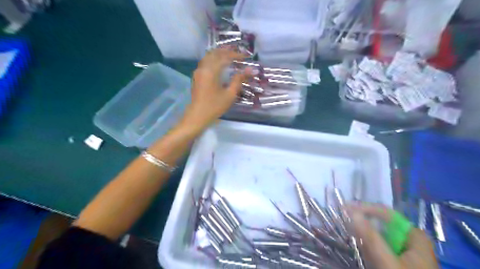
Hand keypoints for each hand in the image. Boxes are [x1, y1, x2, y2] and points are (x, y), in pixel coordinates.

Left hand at [181, 48, 251, 130]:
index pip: (225, 57)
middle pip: (215, 53)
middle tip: (238, 52)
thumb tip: (250, 69)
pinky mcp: (196, 76)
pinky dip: (213, 59)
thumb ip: (239, 80)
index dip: (236, 55)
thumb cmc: (215, 106)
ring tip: (229, 55)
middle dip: (227, 51)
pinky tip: (219, 63)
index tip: (246, 57)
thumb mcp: (230, 94)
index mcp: (211, 71)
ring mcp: (198, 71)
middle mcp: (203, 67)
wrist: (198, 115)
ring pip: (209, 56)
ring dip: (219, 53)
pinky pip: (205, 62)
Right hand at [347, 204, 439, 268]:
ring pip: (378, 234)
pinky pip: (378, 245)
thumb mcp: (388, 263)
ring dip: (363, 233)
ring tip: (350, 233)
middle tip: (344, 221)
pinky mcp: (396, 259)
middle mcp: (409, 239)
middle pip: (381, 223)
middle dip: (362, 222)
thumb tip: (351, 212)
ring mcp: (403, 250)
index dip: (365, 208)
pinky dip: (367, 245)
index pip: (386, 213)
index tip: (345, 209)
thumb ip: (371, 237)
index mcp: (415, 236)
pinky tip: (360, 248)